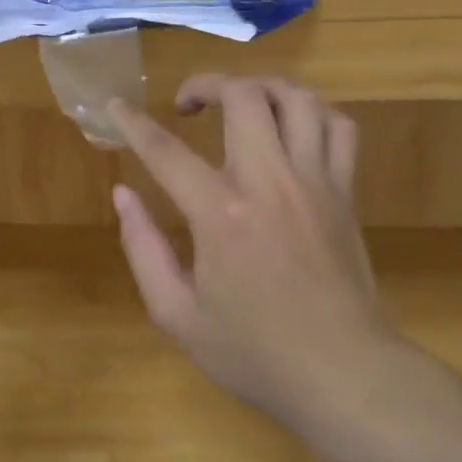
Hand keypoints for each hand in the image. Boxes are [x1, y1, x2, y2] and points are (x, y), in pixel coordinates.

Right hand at [109, 75, 395, 438]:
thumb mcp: (177, 316)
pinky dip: (312, 112)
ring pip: (296, 99)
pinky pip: (339, 127)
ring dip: (260, 88)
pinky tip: (291, 128)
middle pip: (243, 96)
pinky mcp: (344, 192)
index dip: (133, 122)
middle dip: (206, 84)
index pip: (166, 151)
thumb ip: (143, 249)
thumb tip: (123, 194)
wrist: (346, 377)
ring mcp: (314, 182)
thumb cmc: (255, 352)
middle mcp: (269, 182)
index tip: (115, 104)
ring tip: (239, 104)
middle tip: (187, 105)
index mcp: (221, 214)